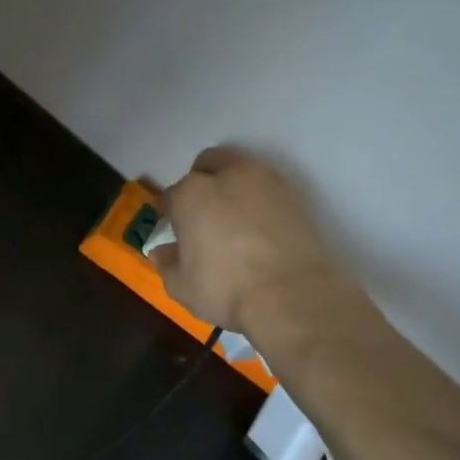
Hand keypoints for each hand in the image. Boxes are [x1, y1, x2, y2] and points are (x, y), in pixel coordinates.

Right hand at [154, 147, 352, 343]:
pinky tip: (258, 227)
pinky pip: (268, 189)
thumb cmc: (226, 289)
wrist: (293, 296)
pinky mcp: (296, 196)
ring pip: (242, 170)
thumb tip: (163, 251)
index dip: (170, 213)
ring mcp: (266, 182)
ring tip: (233, 218)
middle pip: (208, 163)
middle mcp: (227, 176)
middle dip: (201, 181)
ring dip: (233, 186)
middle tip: (203, 213)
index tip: (174, 230)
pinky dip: (260, 201)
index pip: (171, 195)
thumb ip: (167, 263)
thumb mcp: (181, 286)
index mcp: (191, 194)